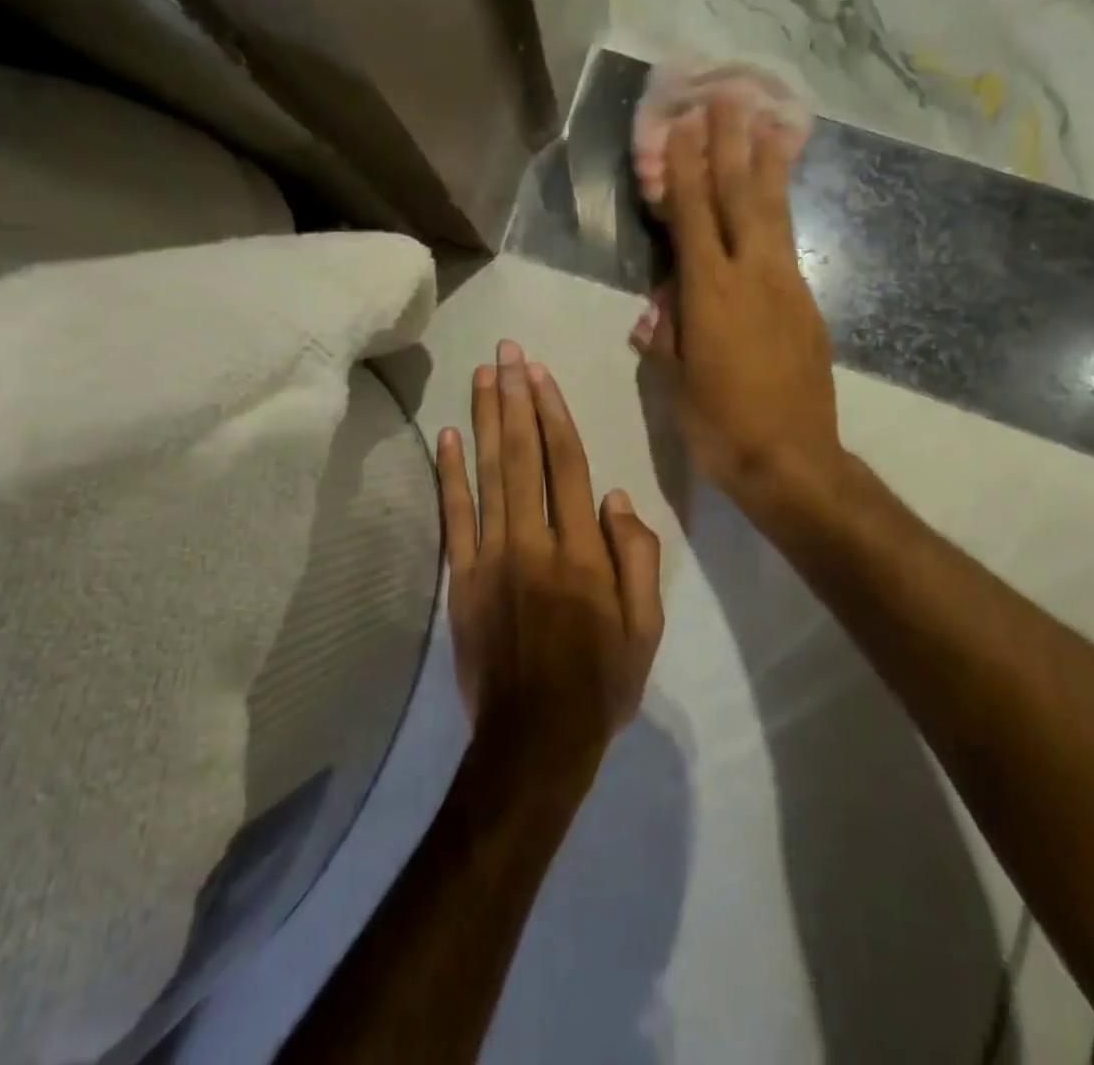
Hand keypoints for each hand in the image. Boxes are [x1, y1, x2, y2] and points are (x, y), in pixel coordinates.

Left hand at [437, 340, 663, 785]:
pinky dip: (449, 474)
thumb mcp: (645, 627)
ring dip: (485, 420)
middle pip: (523, 455)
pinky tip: (448, 436)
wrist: (534, 740)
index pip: (567, 464)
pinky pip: (454, 517)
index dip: (554, 413)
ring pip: (488, 474)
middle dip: (515, 398)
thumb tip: (618, 497)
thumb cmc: (600, 683)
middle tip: (507, 352)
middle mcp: (534, 541)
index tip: (540, 373)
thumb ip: (638, 557)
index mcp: (582, 551)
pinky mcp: (462, 578)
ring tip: (482, 376)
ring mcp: (492, 557)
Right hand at [632, 98, 843, 509]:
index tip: (681, 127)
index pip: (692, 217)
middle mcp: (753, 277)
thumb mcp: (678, 382)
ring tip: (768, 124)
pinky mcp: (808, 306)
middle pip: (741, 198)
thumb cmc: (720, 426)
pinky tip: (774, 203)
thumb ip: (670, 335)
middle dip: (732, 146)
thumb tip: (662, 307)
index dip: (684, 170)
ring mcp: (788, 288)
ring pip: (775, 215)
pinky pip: (788, 246)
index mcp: (711, 294)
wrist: (792, 461)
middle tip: (729, 99)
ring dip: (767, 166)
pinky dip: (779, 214)